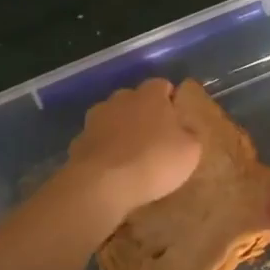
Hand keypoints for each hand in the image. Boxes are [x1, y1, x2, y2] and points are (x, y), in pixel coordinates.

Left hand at [65, 78, 201, 220]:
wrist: (102, 184)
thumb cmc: (154, 161)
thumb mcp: (190, 151)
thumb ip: (189, 134)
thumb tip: (184, 129)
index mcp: (150, 95)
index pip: (162, 85)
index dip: (170, 100)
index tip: (176, 120)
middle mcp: (121, 98)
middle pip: (135, 99)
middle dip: (143, 113)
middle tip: (154, 138)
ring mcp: (96, 119)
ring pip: (112, 118)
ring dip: (120, 130)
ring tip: (130, 154)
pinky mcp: (78, 141)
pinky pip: (96, 141)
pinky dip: (104, 149)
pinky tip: (111, 169)